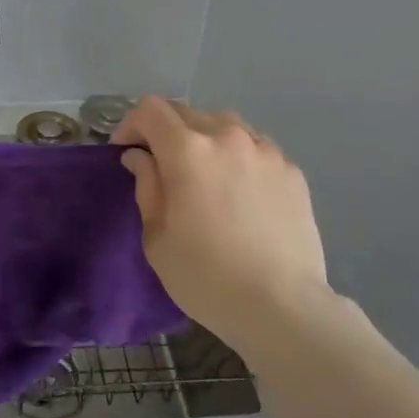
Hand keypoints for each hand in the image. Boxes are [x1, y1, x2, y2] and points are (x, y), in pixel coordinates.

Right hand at [113, 97, 331, 351]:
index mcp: (188, 150)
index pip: (150, 110)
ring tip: (205, 174)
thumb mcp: (157, 237)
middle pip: (186, 113)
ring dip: (205, 139)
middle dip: (166, 132)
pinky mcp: (291, 170)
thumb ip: (146, 186)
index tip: (127, 152)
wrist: (283, 307)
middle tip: (162, 167)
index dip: (131, 125)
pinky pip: (255, 148)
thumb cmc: (206, 277)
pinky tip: (241, 192)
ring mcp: (265, 150)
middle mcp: (227, 136)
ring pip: (224, 125)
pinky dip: (238, 157)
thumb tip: (140, 157)